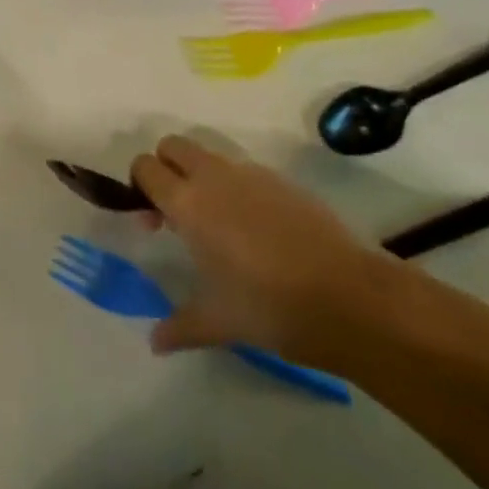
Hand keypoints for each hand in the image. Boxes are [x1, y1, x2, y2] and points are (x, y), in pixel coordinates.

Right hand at [130, 136, 397, 366]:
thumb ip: (179, 326)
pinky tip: (257, 232)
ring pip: (209, 155)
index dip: (140, 186)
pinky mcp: (281, 180)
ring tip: (218, 225)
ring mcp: (250, 174)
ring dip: (201, 177)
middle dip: (166, 167)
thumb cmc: (270, 308)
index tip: (152, 220)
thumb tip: (154, 343)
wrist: (348, 297)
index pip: (145, 167)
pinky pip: (245, 172)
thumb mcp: (219, 322)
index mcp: (188, 203)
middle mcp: (213, 177)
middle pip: (173, 145)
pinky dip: (237, 189)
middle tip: (176, 211)